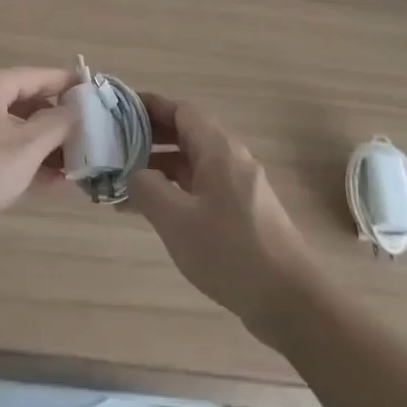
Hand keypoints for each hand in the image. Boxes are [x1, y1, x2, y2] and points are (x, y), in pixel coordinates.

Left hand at [0, 67, 77, 261]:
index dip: (67, 84)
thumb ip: (57, 123)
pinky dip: (17, 159)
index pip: (36, 75)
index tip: (93, 92)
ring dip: (40, 146)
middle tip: (87, 139)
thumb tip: (76, 106)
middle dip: (55, 123)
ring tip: (72, 168)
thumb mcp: (26, 148)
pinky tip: (44, 183)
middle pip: (22, 102)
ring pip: (8, 128)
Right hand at [128, 92, 319, 334]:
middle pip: (186, 134)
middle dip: (150, 137)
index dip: (150, 106)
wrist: (291, 300)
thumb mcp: (177, 220)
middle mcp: (230, 159)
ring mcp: (239, 186)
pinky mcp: (243, 213)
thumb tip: (134, 174)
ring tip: (125, 183)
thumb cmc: (230, 251)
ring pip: (193, 164)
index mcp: (218, 149)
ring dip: (160, 168)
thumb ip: (147, 189)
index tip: (120, 111)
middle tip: (115, 148)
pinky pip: (202, 187)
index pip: (180, 110)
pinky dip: (176, 191)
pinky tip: (155, 213)